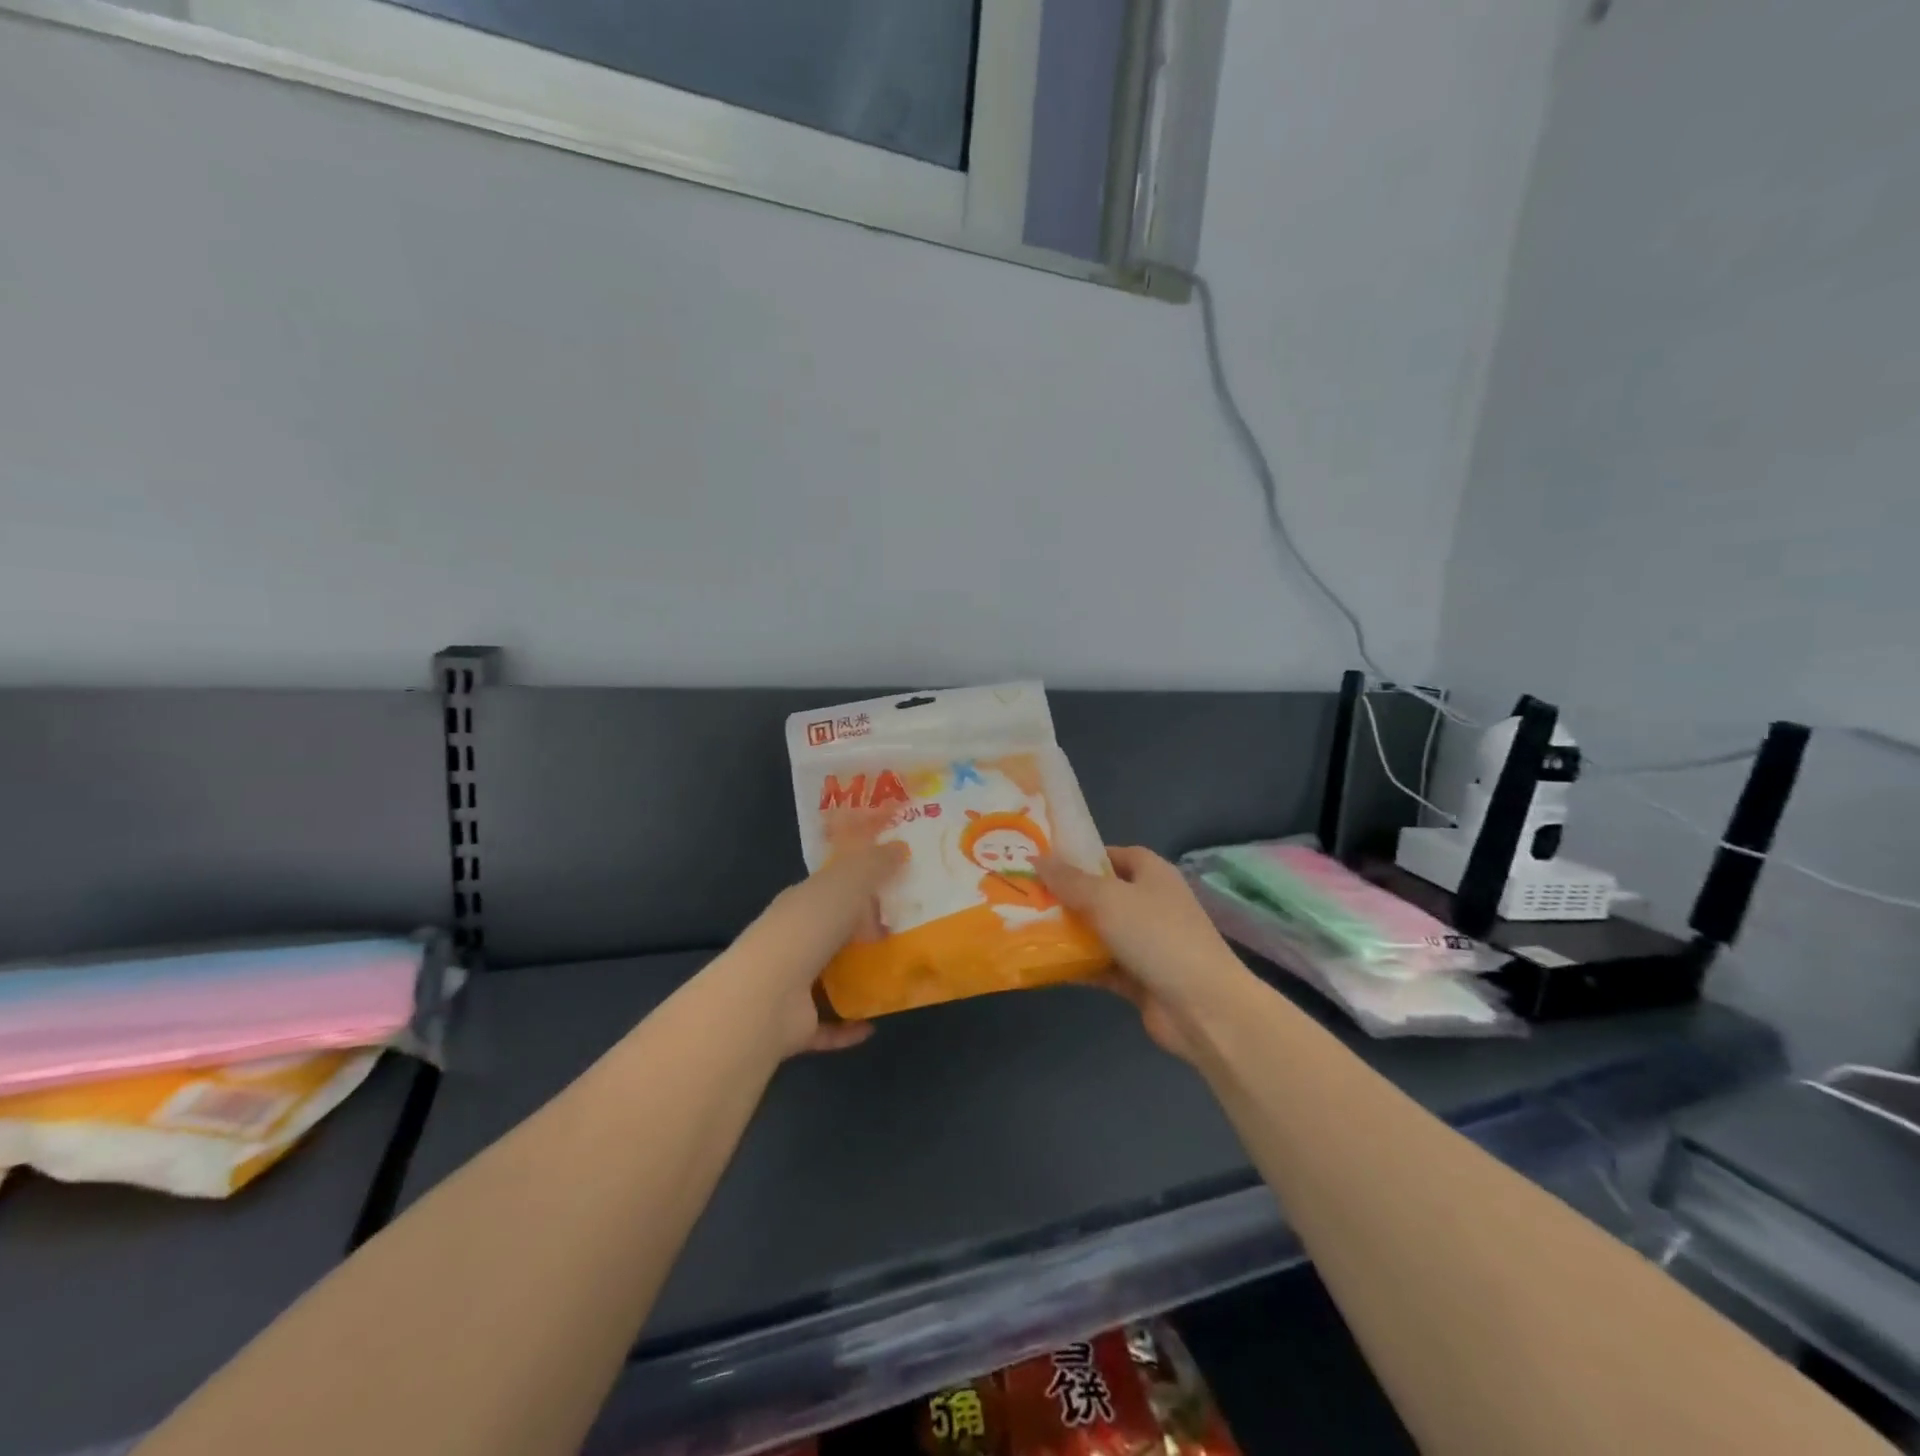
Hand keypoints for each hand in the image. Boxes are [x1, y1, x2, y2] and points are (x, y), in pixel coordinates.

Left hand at [731, 835, 906, 1055]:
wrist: (767, 996)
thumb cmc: (808, 928)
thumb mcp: (847, 883)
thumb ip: (874, 865)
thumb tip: (900, 847)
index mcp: (801, 903)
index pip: (830, 889)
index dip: (859, 884)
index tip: (894, 886)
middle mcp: (794, 941)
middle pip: (833, 934)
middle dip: (864, 934)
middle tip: (907, 933)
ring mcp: (791, 985)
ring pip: (830, 979)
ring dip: (858, 980)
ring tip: (897, 977)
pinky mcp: (796, 1025)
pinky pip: (828, 1024)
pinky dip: (849, 1026)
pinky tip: (874, 1023)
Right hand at [1039, 847, 1252, 1061]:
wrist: (1203, 1007)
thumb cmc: (1156, 936)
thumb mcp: (1107, 899)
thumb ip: (1069, 880)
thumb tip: (1037, 857)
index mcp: (1151, 873)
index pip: (1111, 855)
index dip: (1080, 857)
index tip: (1044, 863)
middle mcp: (1149, 903)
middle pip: (1100, 893)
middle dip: (1065, 896)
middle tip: (1024, 896)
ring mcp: (1145, 942)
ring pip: (1098, 931)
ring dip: (1067, 932)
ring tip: (1022, 927)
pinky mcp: (1138, 977)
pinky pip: (1100, 965)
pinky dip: (1076, 964)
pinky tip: (1042, 963)